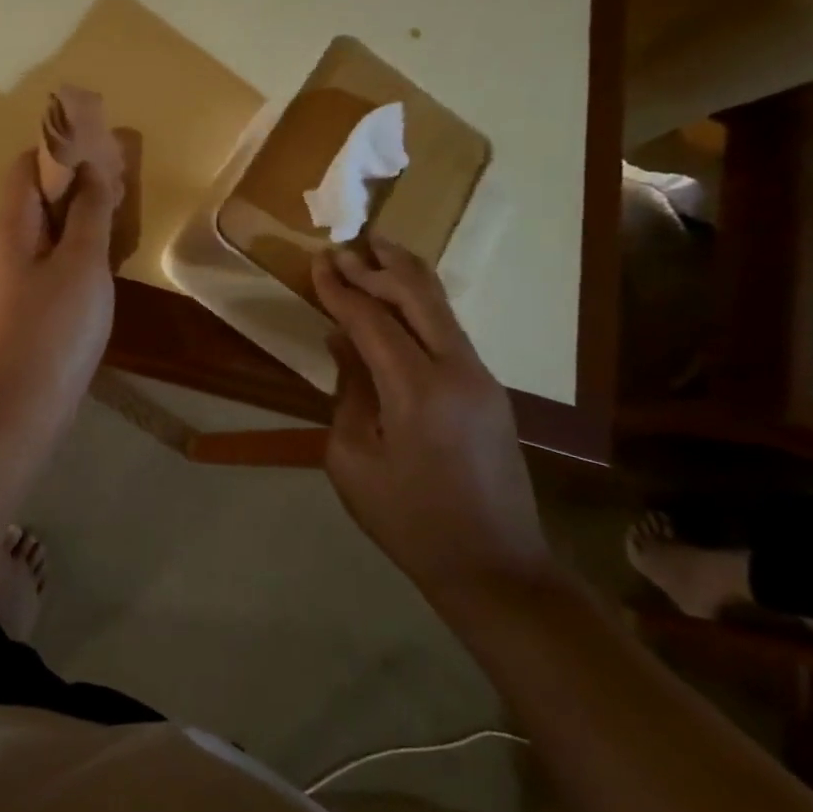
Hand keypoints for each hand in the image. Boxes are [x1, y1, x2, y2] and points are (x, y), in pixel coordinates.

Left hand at [0, 150, 118, 429]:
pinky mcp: (23, 311)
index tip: (98, 147)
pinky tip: (102, 266)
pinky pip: (48, 265)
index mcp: (10, 229)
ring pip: (44, 234)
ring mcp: (11, 283)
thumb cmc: (53, 329)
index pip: (23, 168)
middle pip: (33, 200)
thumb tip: (91, 167)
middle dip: (73, 184)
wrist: (19, 408)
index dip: (57, 150)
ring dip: (77, 220)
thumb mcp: (81, 264)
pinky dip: (74, 253)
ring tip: (117, 218)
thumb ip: (88, 213)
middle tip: (118, 184)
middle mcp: (3, 249)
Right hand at [311, 240, 552, 607]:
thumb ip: (348, 392)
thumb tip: (342, 344)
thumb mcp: (353, 460)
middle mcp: (458, 371)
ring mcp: (482, 379)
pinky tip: (403, 300)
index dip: (341, 290)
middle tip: (349, 244)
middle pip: (419, 298)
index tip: (318, 262)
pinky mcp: (490, 391)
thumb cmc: (408, 520)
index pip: (372, 321)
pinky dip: (422, 307)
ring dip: (407, 278)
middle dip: (380, 267)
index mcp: (418, 391)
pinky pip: (450, 332)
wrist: (493, 566)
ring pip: (442, 309)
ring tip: (380, 249)